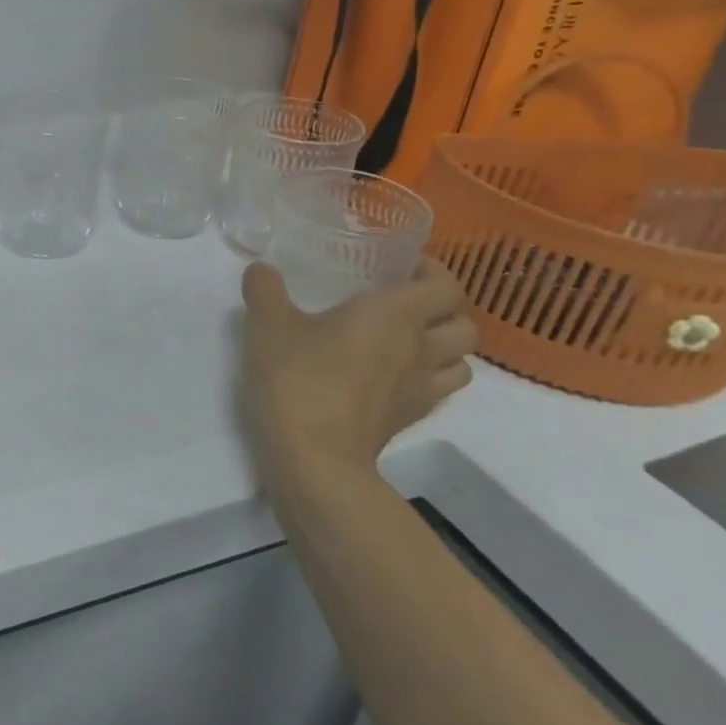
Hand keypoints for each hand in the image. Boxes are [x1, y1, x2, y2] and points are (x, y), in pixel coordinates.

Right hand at [239, 260, 476, 488]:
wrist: (314, 457)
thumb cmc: (297, 378)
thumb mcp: (267, 325)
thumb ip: (264, 290)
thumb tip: (260, 269)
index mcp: (395, 313)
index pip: (446, 285)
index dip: (433, 272)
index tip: (402, 267)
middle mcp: (420, 347)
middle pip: (464, 324)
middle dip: (444, 310)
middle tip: (406, 304)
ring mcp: (420, 388)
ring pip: (462, 361)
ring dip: (443, 347)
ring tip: (407, 341)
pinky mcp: (409, 419)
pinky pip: (437, 391)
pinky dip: (427, 378)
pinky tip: (392, 377)